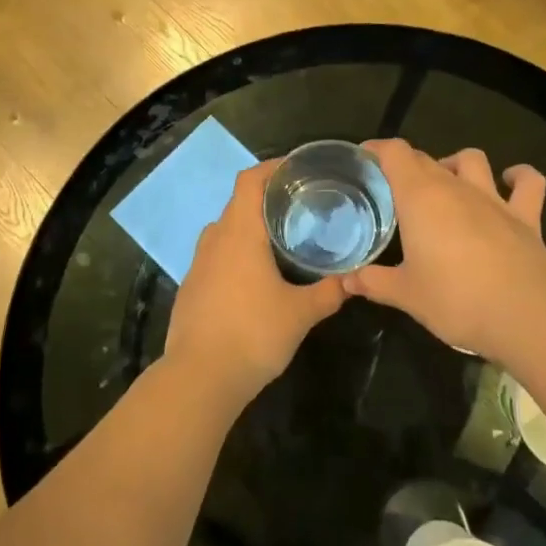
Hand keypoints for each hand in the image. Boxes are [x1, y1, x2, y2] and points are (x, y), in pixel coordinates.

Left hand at [164, 162, 347, 406]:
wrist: (199, 377)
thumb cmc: (252, 334)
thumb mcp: (300, 314)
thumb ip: (329, 292)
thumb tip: (354, 280)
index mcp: (239, 233)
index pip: (250, 180)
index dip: (273, 168)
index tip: (299, 169)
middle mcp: (215, 239)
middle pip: (238, 203)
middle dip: (268, 200)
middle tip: (302, 207)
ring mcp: (198, 263)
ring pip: (226, 230)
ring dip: (250, 228)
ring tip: (282, 239)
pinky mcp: (191, 287)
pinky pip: (217, 255)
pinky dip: (237, 253)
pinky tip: (257, 275)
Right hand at [341, 140, 545, 363]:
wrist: (525, 314)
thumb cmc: (455, 300)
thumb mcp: (405, 295)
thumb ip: (373, 283)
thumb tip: (347, 281)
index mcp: (420, 198)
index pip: (395, 154)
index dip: (377, 150)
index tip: (363, 159)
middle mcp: (456, 188)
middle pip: (426, 158)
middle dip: (406, 166)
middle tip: (392, 189)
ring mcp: (494, 199)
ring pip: (472, 160)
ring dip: (455, 164)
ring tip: (445, 182)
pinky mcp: (526, 216)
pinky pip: (527, 183)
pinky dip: (518, 177)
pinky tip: (510, 180)